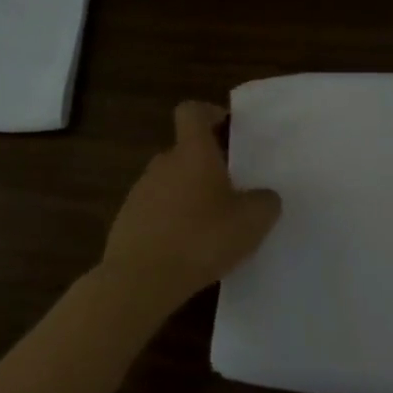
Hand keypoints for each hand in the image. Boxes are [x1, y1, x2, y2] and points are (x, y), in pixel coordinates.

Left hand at [97, 102, 281, 309]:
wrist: (140, 280)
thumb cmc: (201, 238)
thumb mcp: (252, 221)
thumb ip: (265, 202)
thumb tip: (265, 196)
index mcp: (193, 152)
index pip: (192, 112)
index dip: (208, 113)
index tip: (226, 128)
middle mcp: (163, 163)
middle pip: (184, 151)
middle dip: (205, 165)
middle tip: (231, 190)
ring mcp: (140, 192)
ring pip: (170, 182)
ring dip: (188, 196)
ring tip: (210, 226)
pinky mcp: (127, 222)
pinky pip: (155, 211)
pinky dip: (170, 222)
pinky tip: (186, 250)